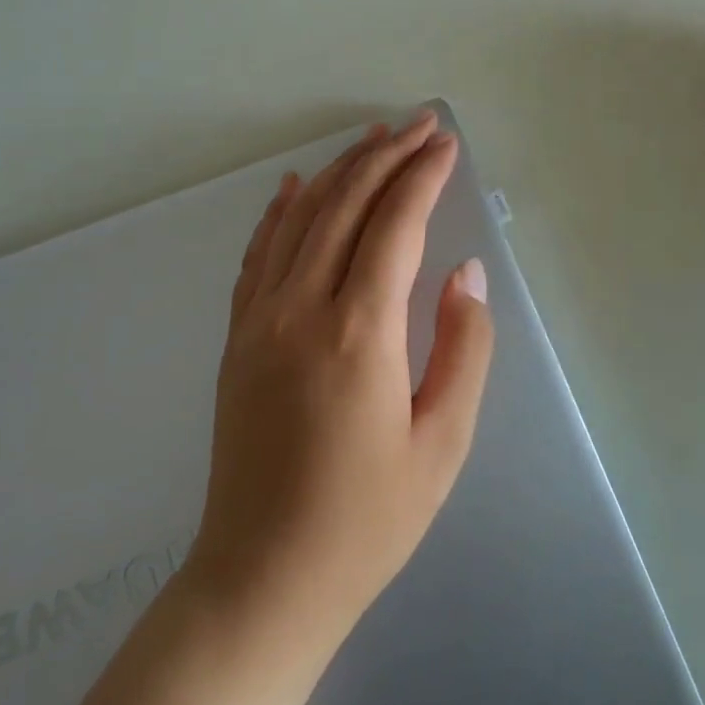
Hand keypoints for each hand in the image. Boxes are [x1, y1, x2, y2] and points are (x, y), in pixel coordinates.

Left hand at [185, 110, 494, 660]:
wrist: (261, 580)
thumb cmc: (366, 521)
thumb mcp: (442, 443)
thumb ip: (464, 348)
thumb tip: (466, 273)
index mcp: (359, 333)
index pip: (396, 225)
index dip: (423, 176)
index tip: (446, 144)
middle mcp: (302, 309)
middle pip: (346, 205)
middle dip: (387, 155)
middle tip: (421, 123)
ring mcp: (259, 319)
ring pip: (302, 218)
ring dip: (341, 170)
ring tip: (373, 137)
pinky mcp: (237, 337)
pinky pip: (259, 254)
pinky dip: (281, 211)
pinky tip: (297, 185)